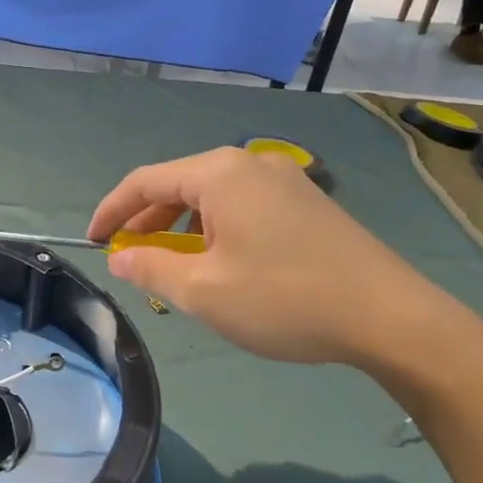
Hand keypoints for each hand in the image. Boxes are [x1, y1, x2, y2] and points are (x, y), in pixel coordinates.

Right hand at [87, 147, 460, 370]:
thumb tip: (119, 257)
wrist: (391, 318)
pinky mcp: (307, 202)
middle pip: (179, 184)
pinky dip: (215, 229)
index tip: (91, 240)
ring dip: (181, 228)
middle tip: (128, 257)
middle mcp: (250, 164)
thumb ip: (149, 269)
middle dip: (146, 221)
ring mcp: (284, 180)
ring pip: (212, 197)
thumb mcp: (203, 291)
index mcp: (220, 174)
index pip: (145, 181)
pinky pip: (242, 206)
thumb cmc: (285, 299)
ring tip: (173, 266)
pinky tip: (221, 263)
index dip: (111, 210)